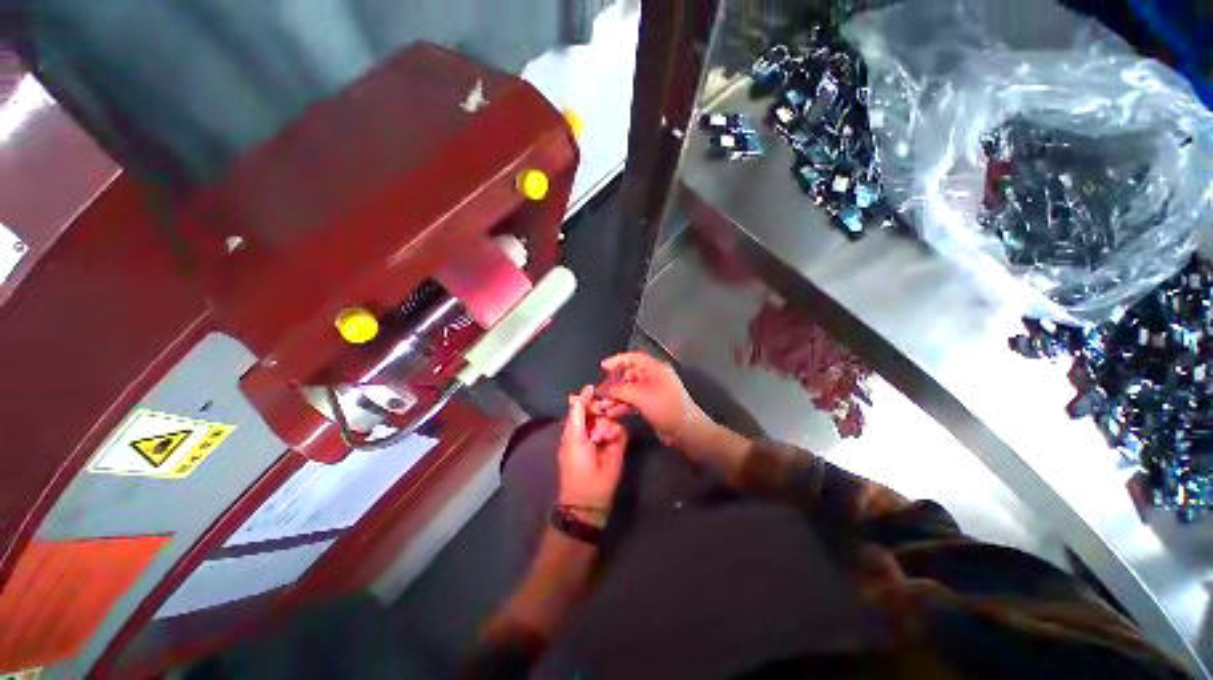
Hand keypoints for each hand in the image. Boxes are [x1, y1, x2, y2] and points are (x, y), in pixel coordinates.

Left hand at [557, 386, 626, 523]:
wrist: (590, 499)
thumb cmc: (576, 467)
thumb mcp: (573, 439)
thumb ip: (577, 415)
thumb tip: (578, 394)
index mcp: (577, 427)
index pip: (583, 406)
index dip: (588, 398)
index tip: (593, 389)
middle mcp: (593, 428)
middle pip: (600, 409)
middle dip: (600, 410)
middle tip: (597, 412)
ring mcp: (607, 436)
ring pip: (610, 418)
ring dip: (605, 425)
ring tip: (599, 438)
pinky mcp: (619, 444)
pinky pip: (620, 429)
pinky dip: (614, 432)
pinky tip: (608, 440)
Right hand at [593, 352, 712, 448]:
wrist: (687, 431)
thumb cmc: (666, 408)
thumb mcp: (641, 396)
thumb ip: (621, 390)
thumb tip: (605, 389)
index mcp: (656, 369)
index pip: (634, 358)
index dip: (618, 360)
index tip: (603, 366)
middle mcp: (654, 377)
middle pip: (629, 375)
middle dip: (614, 384)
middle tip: (600, 393)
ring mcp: (653, 392)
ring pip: (630, 390)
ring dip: (616, 397)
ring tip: (603, 407)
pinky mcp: (652, 405)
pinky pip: (634, 401)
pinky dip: (623, 406)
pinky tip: (612, 413)